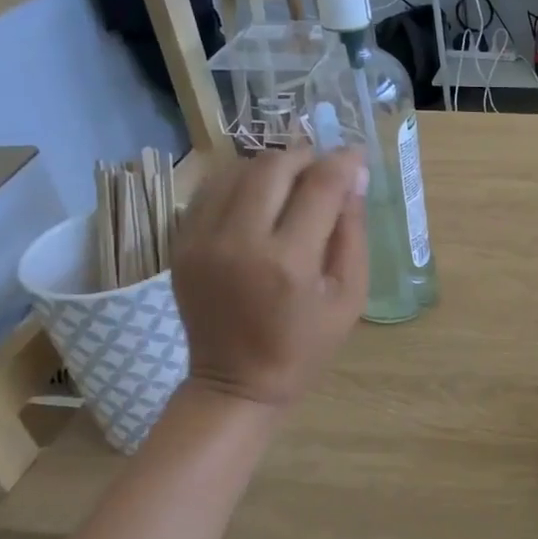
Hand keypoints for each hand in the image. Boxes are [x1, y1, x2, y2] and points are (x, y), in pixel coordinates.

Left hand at [171, 147, 368, 408]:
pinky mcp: (181, 243)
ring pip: (237, 170)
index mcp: (289, 262)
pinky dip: (239, 183)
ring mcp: (202, 240)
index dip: (342, 162)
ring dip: (271, 166)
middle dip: (305, 157)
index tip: (356, 156)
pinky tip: (258, 198)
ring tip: (292, 182)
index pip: (319, 186)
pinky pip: (210, 190)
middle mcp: (240, 241)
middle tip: (323, 169)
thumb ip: (353, 234)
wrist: (236, 382)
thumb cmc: (305, 347)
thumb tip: (354, 179)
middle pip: (273, 166)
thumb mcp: (349, 298)